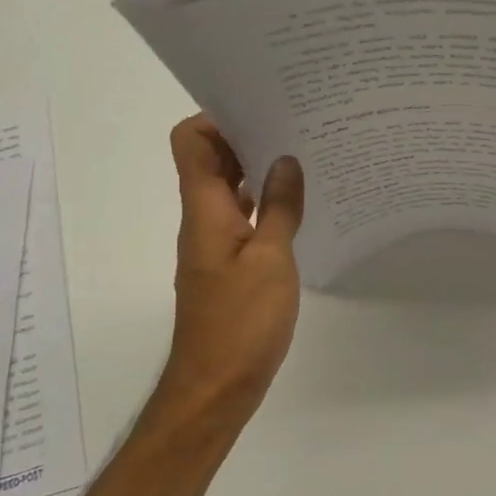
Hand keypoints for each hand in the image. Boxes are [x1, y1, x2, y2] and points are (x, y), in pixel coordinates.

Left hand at [159, 115, 304, 416]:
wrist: (215, 388)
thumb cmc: (240, 322)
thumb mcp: (270, 259)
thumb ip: (280, 206)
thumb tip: (285, 159)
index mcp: (205, 209)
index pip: (191, 141)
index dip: (218, 117)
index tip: (262, 107)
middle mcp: (203, 219)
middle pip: (210, 159)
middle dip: (247, 135)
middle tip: (295, 122)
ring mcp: (215, 242)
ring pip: (230, 188)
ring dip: (259, 169)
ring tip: (304, 155)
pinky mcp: (229, 264)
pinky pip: (243, 217)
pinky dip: (265, 203)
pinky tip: (299, 204)